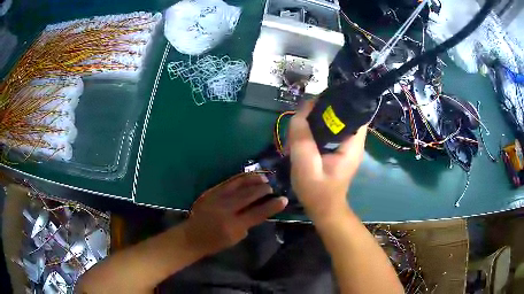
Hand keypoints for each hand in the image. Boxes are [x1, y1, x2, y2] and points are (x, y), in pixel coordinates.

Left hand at [183, 173, 287, 254]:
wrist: (192, 235)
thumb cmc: (216, 242)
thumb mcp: (236, 238)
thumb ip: (248, 223)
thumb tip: (259, 209)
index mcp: (234, 225)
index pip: (258, 213)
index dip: (272, 206)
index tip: (283, 200)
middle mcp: (226, 209)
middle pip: (249, 195)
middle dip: (263, 190)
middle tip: (272, 188)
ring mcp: (217, 198)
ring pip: (239, 185)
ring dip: (253, 180)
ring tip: (264, 178)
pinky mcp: (211, 192)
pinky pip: (228, 182)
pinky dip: (241, 179)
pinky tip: (248, 177)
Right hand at [288, 100, 366, 223]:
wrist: (323, 209)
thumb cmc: (317, 191)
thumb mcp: (306, 166)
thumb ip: (302, 139)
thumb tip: (300, 112)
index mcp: (353, 144)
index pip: (354, 112)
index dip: (338, 102)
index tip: (317, 102)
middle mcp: (353, 141)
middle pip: (343, 113)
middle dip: (323, 109)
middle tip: (303, 115)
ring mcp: (346, 144)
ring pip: (334, 120)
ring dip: (318, 118)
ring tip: (301, 124)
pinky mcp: (338, 148)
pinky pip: (329, 130)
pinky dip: (317, 128)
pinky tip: (304, 133)